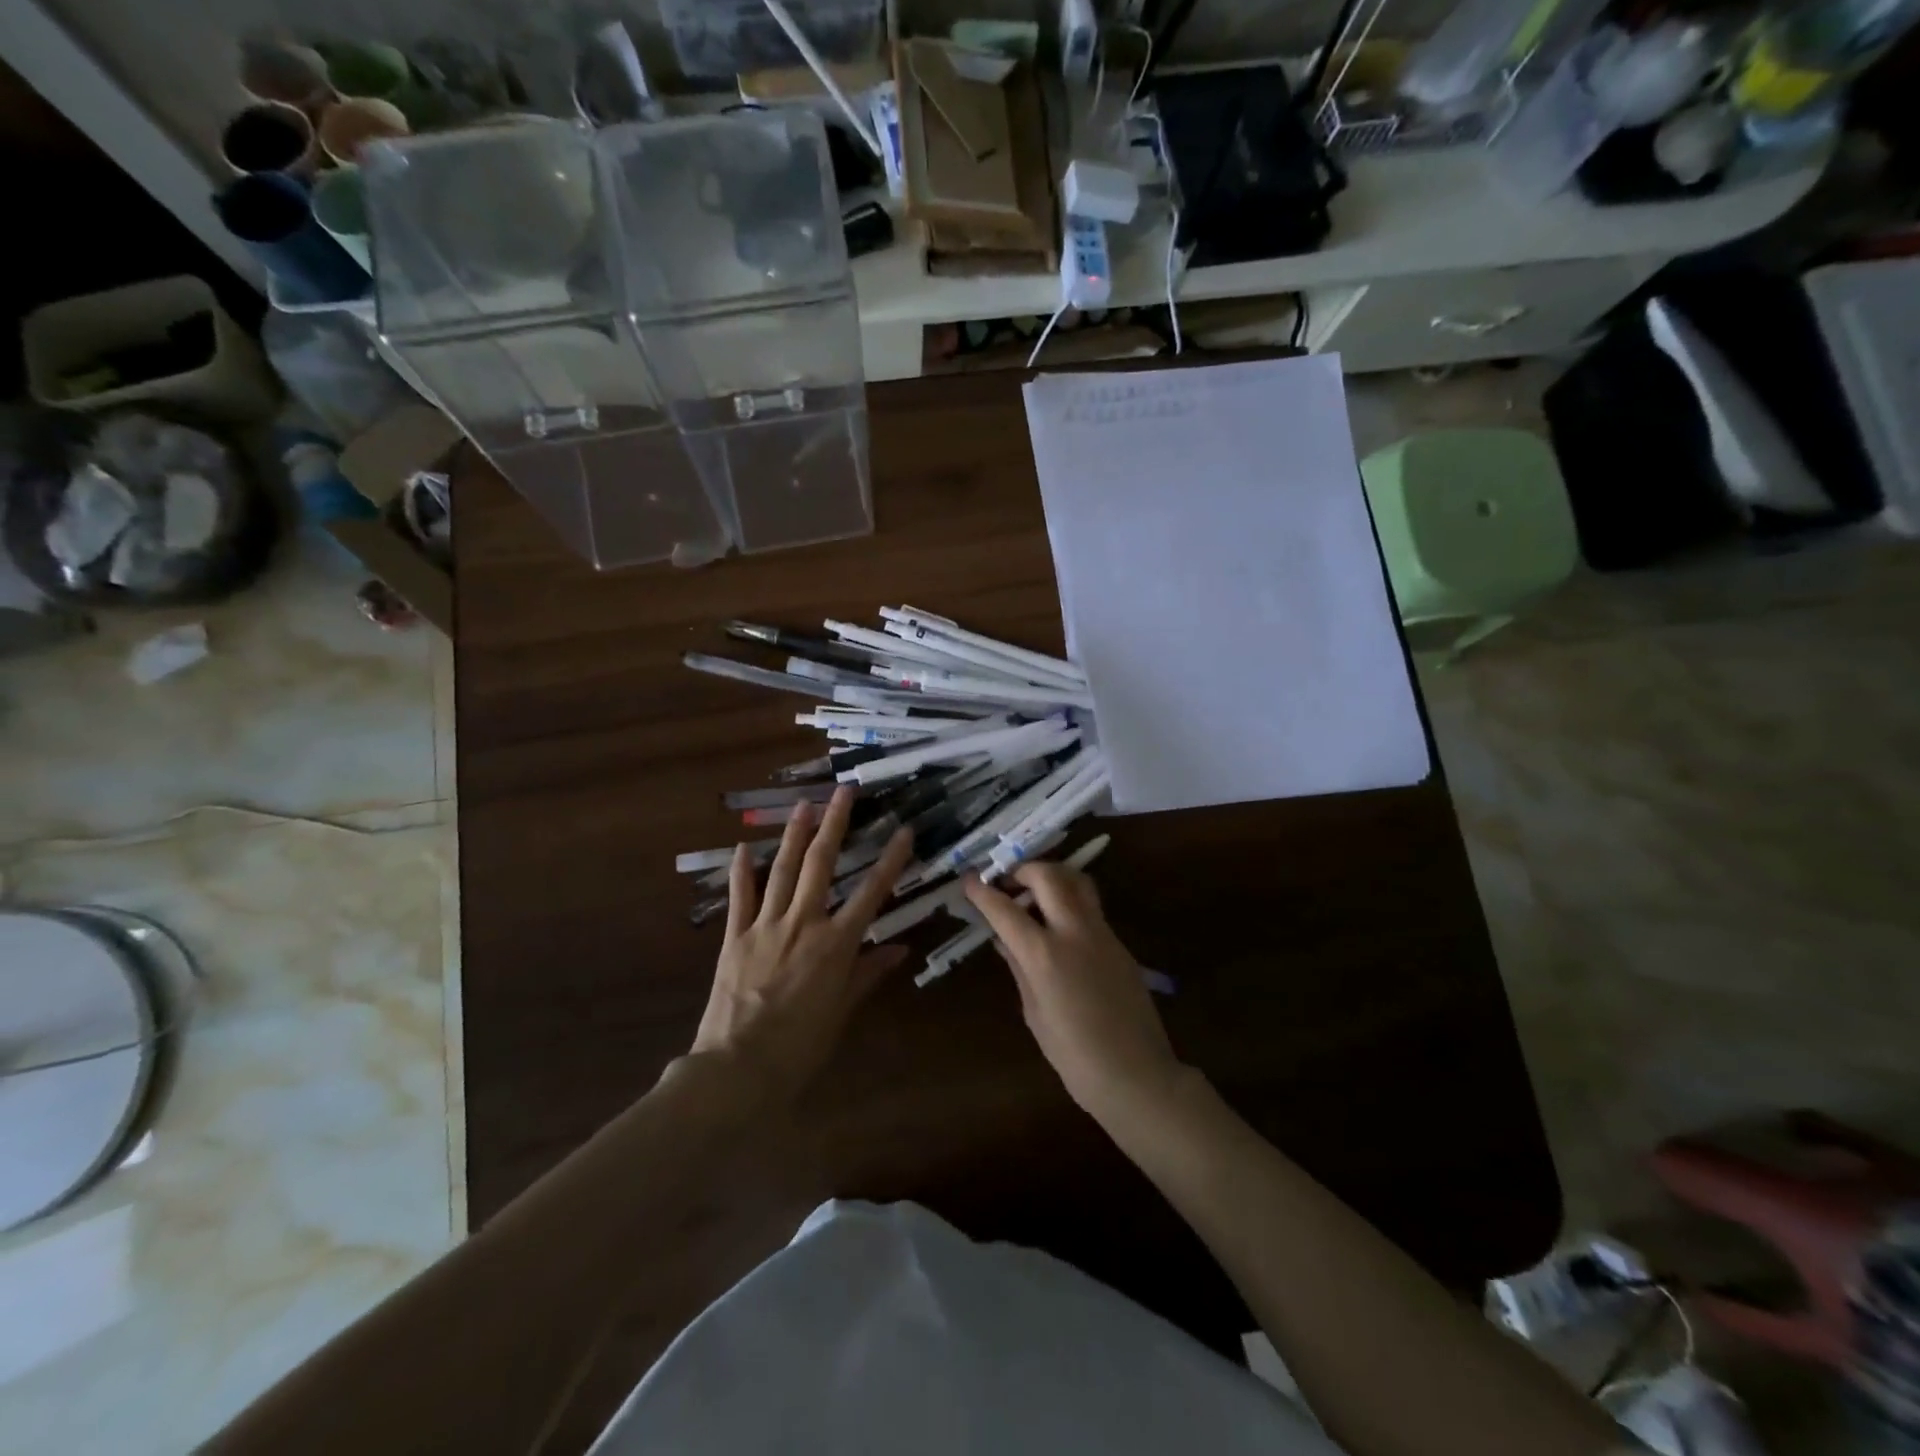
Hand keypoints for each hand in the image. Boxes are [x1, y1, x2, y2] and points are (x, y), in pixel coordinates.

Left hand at [691, 787, 913, 1098]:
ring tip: (804, 804)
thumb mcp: (842, 1010)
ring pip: (782, 869)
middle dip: (835, 824)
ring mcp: (765, 925)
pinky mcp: (735, 936)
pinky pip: (740, 896)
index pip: (871, 893)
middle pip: (821, 864)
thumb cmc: (800, 1046)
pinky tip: (742, 846)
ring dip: (794, 834)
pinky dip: (741, 870)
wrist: (737, 1068)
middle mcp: (803, 923)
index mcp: (835, 944)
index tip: (903, 831)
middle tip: (844, 791)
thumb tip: (900, 949)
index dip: (890, 860)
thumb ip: (868, 973)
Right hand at [962, 862, 1183, 1123]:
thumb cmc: (1074, 1055)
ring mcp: (1102, 933)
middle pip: (1048, 876)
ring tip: (1034, 893)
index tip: (969, 879)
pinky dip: (1069, 900)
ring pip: (1077, 881)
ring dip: (1052, 876)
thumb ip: (1019, 969)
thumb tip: (1004, 941)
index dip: (983, 892)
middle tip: (1007, 882)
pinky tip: (1058, 924)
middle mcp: (1074, 932)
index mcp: (1044, 954)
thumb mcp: (1034, 1012)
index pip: (1005, 910)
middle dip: (1022, 870)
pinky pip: (1091, 906)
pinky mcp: (1119, 943)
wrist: (1136, 1074)